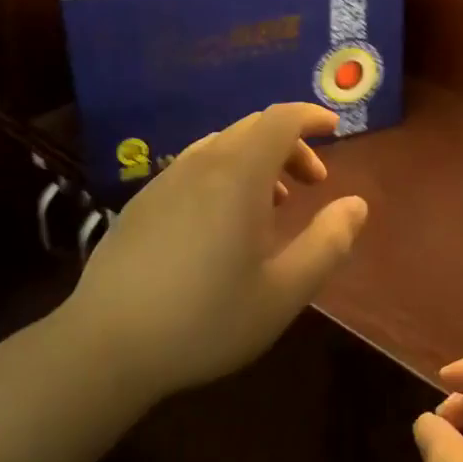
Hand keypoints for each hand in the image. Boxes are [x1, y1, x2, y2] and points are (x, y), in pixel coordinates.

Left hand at [64, 103, 367, 402]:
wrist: (106, 345)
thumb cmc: (205, 319)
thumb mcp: (283, 292)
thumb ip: (328, 243)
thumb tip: (357, 204)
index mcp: (239, 174)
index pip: (281, 118)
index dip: (311, 116)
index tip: (334, 130)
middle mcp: (203, 163)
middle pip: (254, 127)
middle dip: (291, 143)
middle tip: (313, 182)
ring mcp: (167, 178)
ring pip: (224, 145)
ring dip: (258, 159)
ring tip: (274, 204)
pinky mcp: (144, 200)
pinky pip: (197, 165)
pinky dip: (227, 172)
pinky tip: (224, 220)